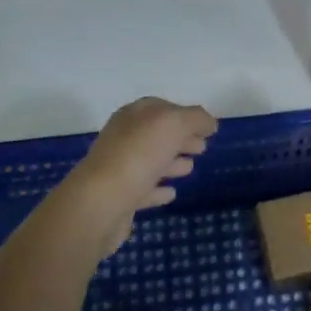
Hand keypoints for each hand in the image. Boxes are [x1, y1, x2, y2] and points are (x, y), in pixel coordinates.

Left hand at [54, 97, 218, 256]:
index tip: (206, 128)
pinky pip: (143, 189)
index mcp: (133, 115)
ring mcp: (120, 169)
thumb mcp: (174, 124)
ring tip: (190, 168)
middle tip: (203, 148)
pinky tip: (171, 193)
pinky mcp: (120, 198)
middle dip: (180, 138)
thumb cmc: (138, 155)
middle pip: (157, 134)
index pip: (161, 108)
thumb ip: (196, 119)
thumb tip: (209, 123)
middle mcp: (124, 138)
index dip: (185, 115)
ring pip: (150, 161)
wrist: (100, 203)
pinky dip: (158, 189)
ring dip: (171, 162)